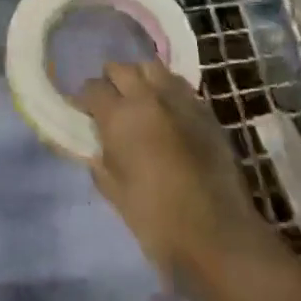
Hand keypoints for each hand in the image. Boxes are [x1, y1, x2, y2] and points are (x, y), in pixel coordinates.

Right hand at [77, 61, 265, 280]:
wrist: (216, 233)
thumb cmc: (156, 219)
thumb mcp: (115, 193)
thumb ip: (102, 162)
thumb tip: (98, 146)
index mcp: (120, 116)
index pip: (93, 88)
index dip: (85, 98)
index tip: (84, 110)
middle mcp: (148, 97)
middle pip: (122, 68)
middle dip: (111, 80)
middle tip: (110, 101)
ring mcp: (179, 98)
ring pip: (152, 67)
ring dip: (140, 77)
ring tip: (138, 98)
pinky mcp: (204, 108)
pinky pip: (178, 84)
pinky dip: (166, 89)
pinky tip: (165, 110)